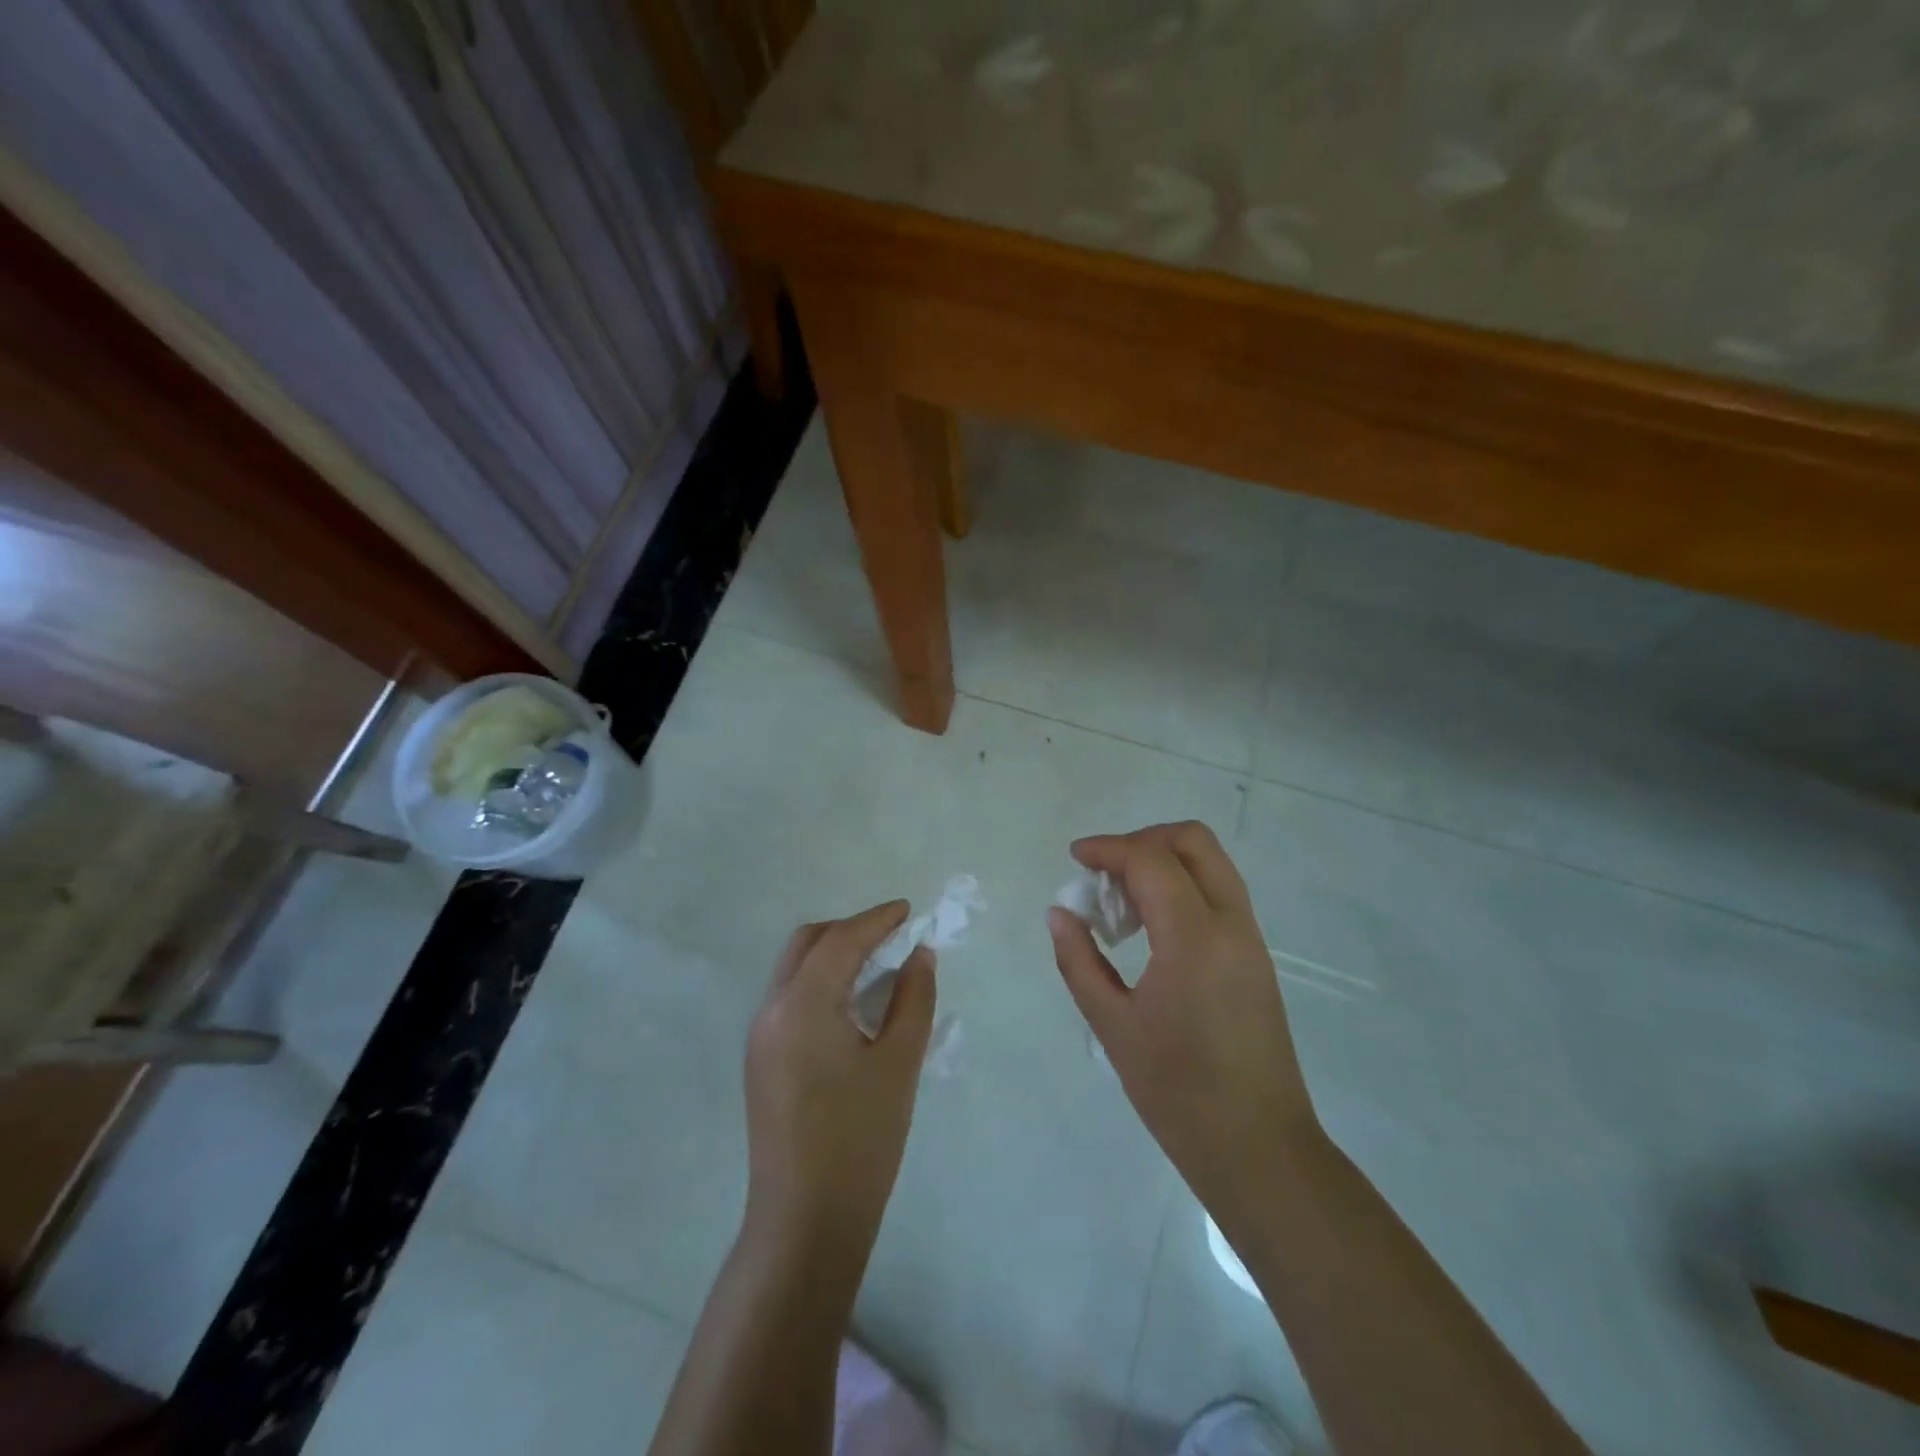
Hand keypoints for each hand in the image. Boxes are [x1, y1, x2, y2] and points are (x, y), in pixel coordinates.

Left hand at [743, 902, 936, 1267]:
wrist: (805, 1221)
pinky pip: (790, 997)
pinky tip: (852, 1004)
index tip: (908, 911)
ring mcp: (760, 1036)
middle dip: (850, 930)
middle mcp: (772, 1009)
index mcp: (802, 1004)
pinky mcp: (761, 1059)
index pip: (841, 940)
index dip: (877, 919)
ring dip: (833, 955)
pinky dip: (821, 982)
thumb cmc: (860, 1138)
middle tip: (892, 937)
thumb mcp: (899, 1062)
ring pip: (795, 969)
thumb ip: (913, 998)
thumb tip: (919, 955)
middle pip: (808, 943)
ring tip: (878, 966)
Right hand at [1046, 822, 1319, 1232]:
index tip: (1075, 857)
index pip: (1151, 860)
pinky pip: (1219, 894)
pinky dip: (1182, 887)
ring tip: (1122, 901)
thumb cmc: (1178, 1093)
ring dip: (1164, 862)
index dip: (1108, 848)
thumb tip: (1059, 914)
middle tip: (1104, 871)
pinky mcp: (1256, 958)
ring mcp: (1250, 940)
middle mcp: (1231, 924)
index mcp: (1194, 938)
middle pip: (1193, 841)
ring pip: (1211, 864)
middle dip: (1143, 840)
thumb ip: (1079, 961)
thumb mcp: (1113, 1026)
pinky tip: (1151, 927)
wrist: (1259, 1149)